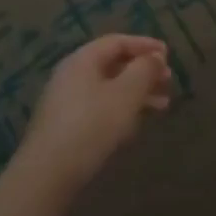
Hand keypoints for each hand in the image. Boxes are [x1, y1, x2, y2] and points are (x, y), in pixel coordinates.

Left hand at [14, 35, 172, 201]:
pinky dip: (122, 109)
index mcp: (83, 60)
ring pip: (109, 88)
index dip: (145, 45)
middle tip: (168, 80)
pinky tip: (136, 124)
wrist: (47, 174)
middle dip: (144, 71)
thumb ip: (145, 70)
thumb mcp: (126, 94)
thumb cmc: (92, 125)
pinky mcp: (66, 126)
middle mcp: (71, 75)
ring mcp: (66, 102)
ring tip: (162, 105)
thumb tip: (155, 57)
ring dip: (137, 93)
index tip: (168, 54)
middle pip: (113, 64)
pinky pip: (100, 107)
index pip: (117, 42)